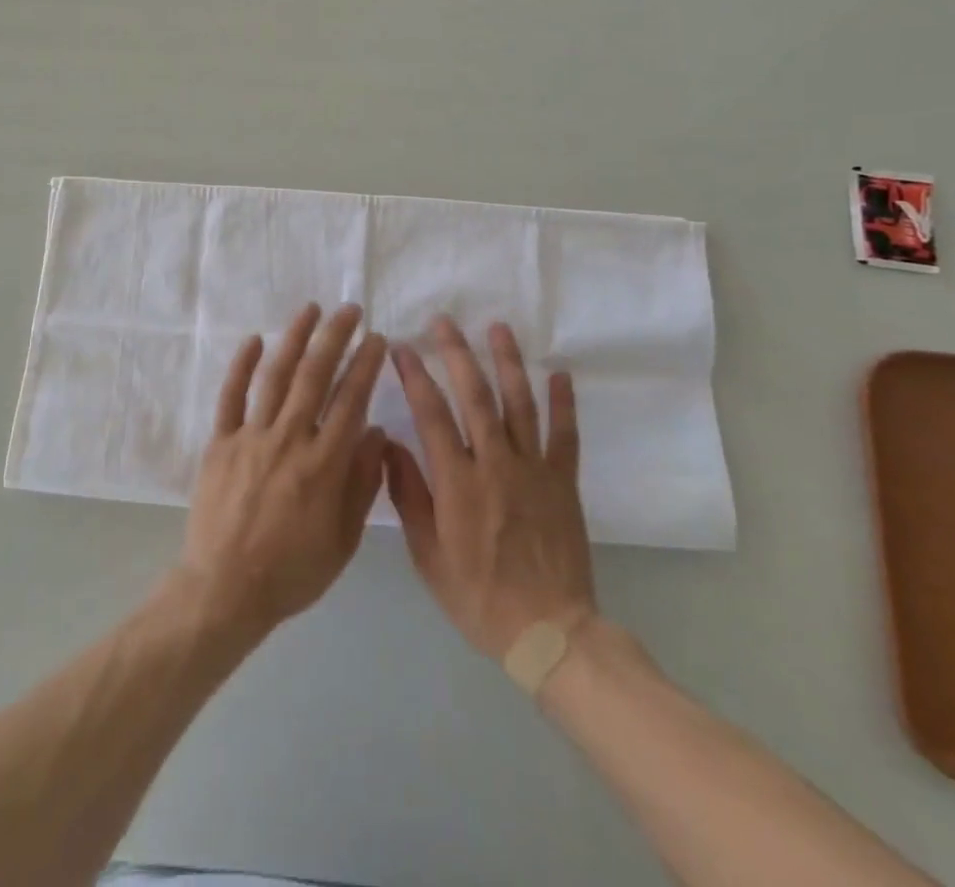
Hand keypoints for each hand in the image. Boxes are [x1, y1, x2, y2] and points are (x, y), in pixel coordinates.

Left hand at [173, 303, 388, 645]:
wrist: (226, 589)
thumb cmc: (292, 570)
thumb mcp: (343, 539)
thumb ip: (362, 483)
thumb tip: (375, 431)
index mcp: (324, 464)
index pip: (351, 400)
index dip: (366, 365)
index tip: (376, 339)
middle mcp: (289, 439)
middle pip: (316, 376)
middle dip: (335, 337)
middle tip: (349, 310)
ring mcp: (251, 437)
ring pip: (276, 376)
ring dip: (294, 338)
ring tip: (310, 310)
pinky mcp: (220, 442)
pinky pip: (231, 396)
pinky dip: (242, 365)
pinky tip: (255, 339)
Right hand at [385, 316, 595, 659]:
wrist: (549, 633)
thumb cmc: (478, 596)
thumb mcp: (428, 555)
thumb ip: (408, 496)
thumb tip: (389, 444)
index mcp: (458, 482)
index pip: (431, 414)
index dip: (415, 377)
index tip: (402, 348)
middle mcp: (496, 464)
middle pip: (475, 396)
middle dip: (457, 354)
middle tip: (444, 322)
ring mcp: (534, 469)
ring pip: (520, 404)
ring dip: (508, 362)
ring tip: (497, 328)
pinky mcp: (563, 482)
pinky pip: (565, 435)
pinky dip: (563, 403)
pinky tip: (560, 373)